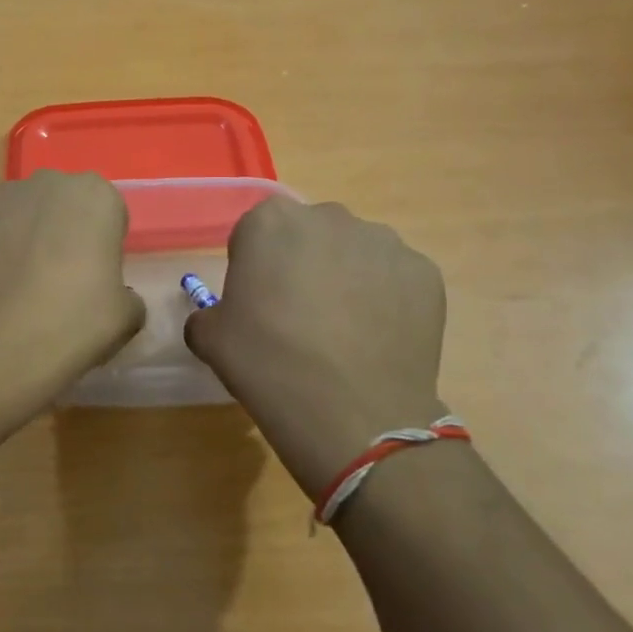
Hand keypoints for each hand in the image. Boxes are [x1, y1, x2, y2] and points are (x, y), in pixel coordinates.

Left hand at [0, 171, 145, 382]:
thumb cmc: (70, 323)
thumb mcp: (125, 318)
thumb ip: (126, 296)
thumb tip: (115, 298)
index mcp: (95, 196)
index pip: (106, 214)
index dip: (101, 247)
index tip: (93, 281)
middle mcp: (45, 182)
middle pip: (58, 206)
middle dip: (57, 234)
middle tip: (54, 285)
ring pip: (14, 215)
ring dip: (16, 241)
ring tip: (10, 292)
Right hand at [185, 199, 448, 497]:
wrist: (353, 414)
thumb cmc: (268, 365)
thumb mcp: (210, 339)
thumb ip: (207, 314)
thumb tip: (221, 317)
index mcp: (270, 222)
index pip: (254, 233)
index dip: (253, 268)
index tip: (257, 304)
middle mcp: (330, 217)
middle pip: (309, 235)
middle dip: (303, 264)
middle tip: (300, 316)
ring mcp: (385, 242)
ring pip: (356, 253)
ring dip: (347, 278)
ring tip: (345, 332)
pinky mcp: (425, 272)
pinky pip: (395, 278)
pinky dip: (387, 299)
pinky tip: (377, 339)